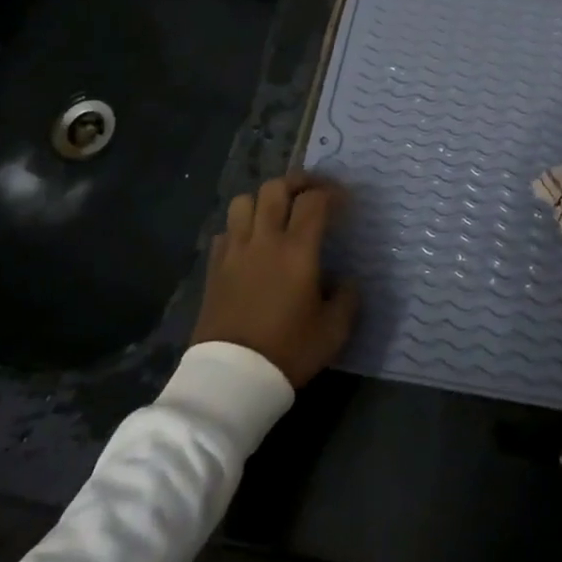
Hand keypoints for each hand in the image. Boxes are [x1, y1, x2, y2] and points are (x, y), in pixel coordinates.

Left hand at [192, 174, 357, 387]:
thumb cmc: (288, 351)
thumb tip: (347, 281)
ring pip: (243, 201)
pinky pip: (225, 231)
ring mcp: (234, 251)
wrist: (232, 379)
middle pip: (276, 188)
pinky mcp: (214, 268)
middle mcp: (264, 240)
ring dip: (263, 200)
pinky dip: (240, 228)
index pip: (314, 201)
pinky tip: (250, 244)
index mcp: (297, 250)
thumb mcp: (334, 331)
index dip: (332, 193)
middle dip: (298, 182)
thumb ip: (347, 299)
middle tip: (313, 192)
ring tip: (277, 213)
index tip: (345, 201)